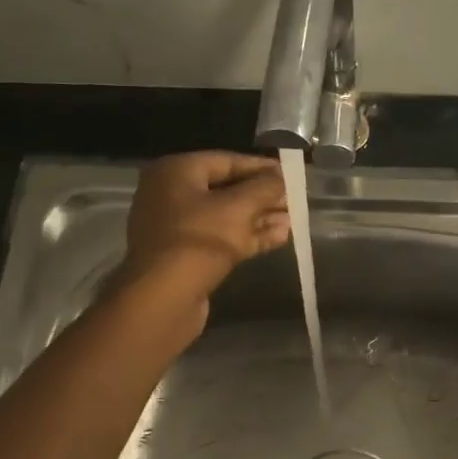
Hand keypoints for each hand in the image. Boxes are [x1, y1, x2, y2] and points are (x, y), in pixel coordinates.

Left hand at [118, 152, 290, 312]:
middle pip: (226, 189)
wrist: (164, 298)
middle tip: (294, 200)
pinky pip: (220, 238)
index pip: (227, 160)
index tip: (290, 174)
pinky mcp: (184, 256)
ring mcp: (176, 228)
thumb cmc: (200, 240)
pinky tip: (279, 238)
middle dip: (262, 196)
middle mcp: (170, 194)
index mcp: (176, 172)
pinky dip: (247, 237)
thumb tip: (281, 177)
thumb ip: (265, 187)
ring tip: (293, 221)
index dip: (261, 167)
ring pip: (225, 216)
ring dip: (259, 218)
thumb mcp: (239, 207)